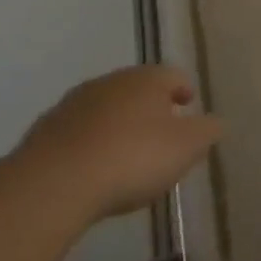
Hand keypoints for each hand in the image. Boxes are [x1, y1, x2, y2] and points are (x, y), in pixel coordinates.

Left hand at [20, 66, 221, 220]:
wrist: (54, 184)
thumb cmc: (133, 157)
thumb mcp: (187, 147)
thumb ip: (208, 131)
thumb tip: (215, 122)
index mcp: (147, 79)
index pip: (174, 76)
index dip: (185, 91)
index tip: (189, 107)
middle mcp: (110, 82)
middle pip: (138, 89)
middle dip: (151, 108)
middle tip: (162, 133)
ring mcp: (72, 105)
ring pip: (106, 109)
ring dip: (118, 124)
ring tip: (127, 154)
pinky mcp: (44, 131)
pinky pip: (78, 133)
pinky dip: (90, 144)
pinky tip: (94, 169)